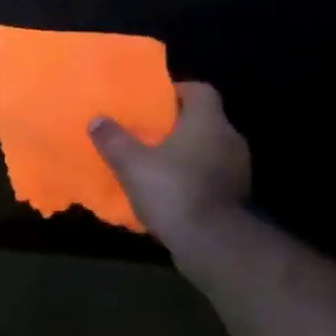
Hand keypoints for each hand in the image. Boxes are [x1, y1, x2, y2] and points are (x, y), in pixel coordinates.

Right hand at [89, 82, 250, 245]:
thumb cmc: (173, 190)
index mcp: (208, 121)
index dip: (177, 92)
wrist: (213, 244)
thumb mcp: (132, 164)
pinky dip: (194, 180)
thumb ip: (114, 139)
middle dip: (178, 126)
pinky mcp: (237, 198)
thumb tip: (97, 120)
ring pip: (209, 151)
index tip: (154, 102)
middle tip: (149, 133)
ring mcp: (238, 170)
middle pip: (204, 121)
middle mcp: (229, 139)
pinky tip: (171, 193)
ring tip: (157, 164)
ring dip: (187, 155)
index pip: (201, 91)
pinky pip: (212, 178)